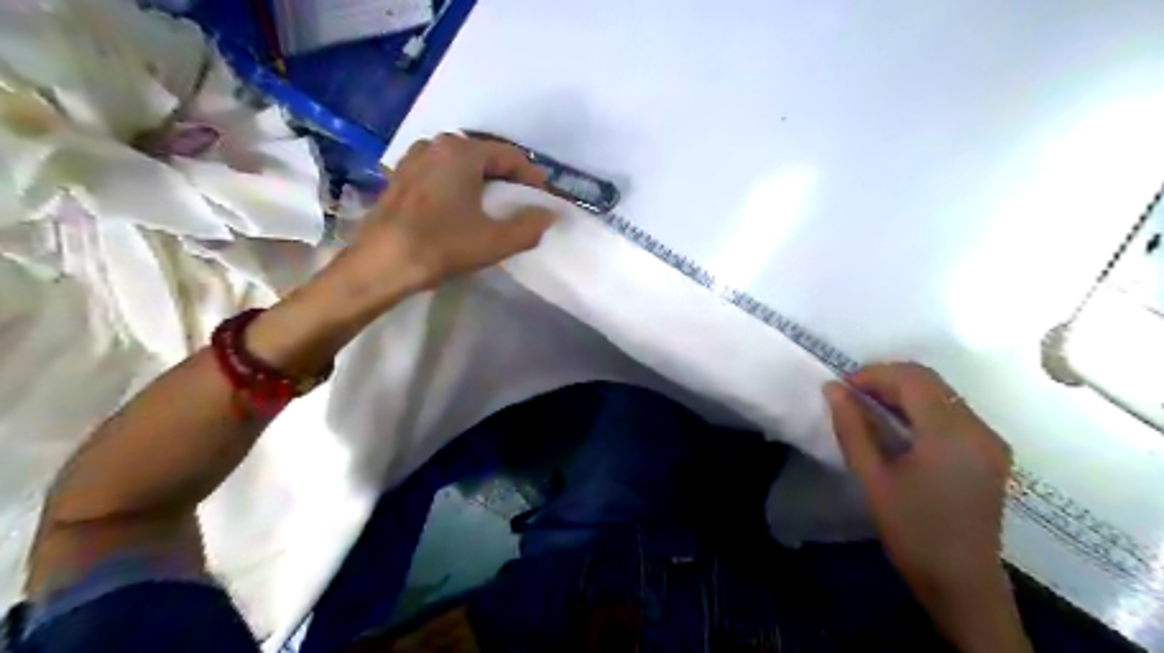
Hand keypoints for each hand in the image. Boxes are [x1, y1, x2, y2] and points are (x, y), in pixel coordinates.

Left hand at [316, 131, 554, 311]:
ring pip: (461, 166)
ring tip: (492, 209)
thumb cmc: (441, 246)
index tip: (542, 201)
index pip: (510, 156)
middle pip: (485, 157)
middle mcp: (435, 145)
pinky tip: (460, 211)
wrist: (381, 265)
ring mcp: (413, 159)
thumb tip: (549, 214)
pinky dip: (457, 187)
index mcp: (461, 151)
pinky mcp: (399, 178)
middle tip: (520, 205)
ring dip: (481, 183)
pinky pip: (440, 175)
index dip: (531, 178)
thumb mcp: (495, 241)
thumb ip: (530, 226)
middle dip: (507, 180)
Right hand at [826, 364, 1026, 650]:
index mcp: (951, 434)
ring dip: (903, 392)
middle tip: (852, 396)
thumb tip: (833, 388)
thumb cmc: (912, 531)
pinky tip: (898, 426)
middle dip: (887, 379)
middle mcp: (978, 429)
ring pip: (942, 393)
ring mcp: (989, 440)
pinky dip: (921, 408)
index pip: (912, 379)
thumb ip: (852, 427)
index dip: (873, 374)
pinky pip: (952, 412)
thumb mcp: (873, 477)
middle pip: (930, 381)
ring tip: (868, 408)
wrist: (962, 583)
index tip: (842, 388)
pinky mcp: (990, 452)